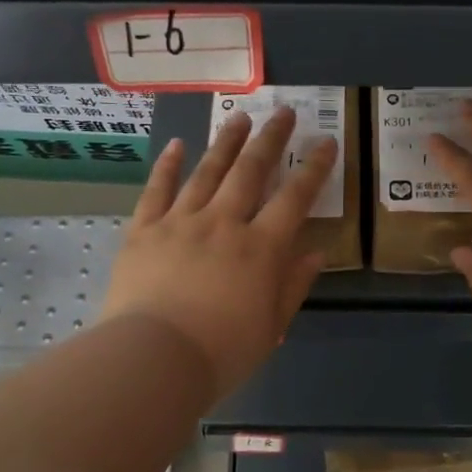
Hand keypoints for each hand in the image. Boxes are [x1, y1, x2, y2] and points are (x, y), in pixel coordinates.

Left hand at [100, 107, 335, 398]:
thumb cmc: (221, 352)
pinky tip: (178, 145)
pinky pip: (157, 190)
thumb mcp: (271, 326)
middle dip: (271, 139)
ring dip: (226, 142)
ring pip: (207, 172)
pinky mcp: (144, 230)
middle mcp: (224, 223)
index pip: (294, 199)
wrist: (154, 359)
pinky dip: (168, 166)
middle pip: (251, 171)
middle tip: (284, 112)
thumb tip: (315, 253)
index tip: (327, 142)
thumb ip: (293, 285)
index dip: (313, 168)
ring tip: (239, 117)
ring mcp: (181, 222)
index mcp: (260, 249)